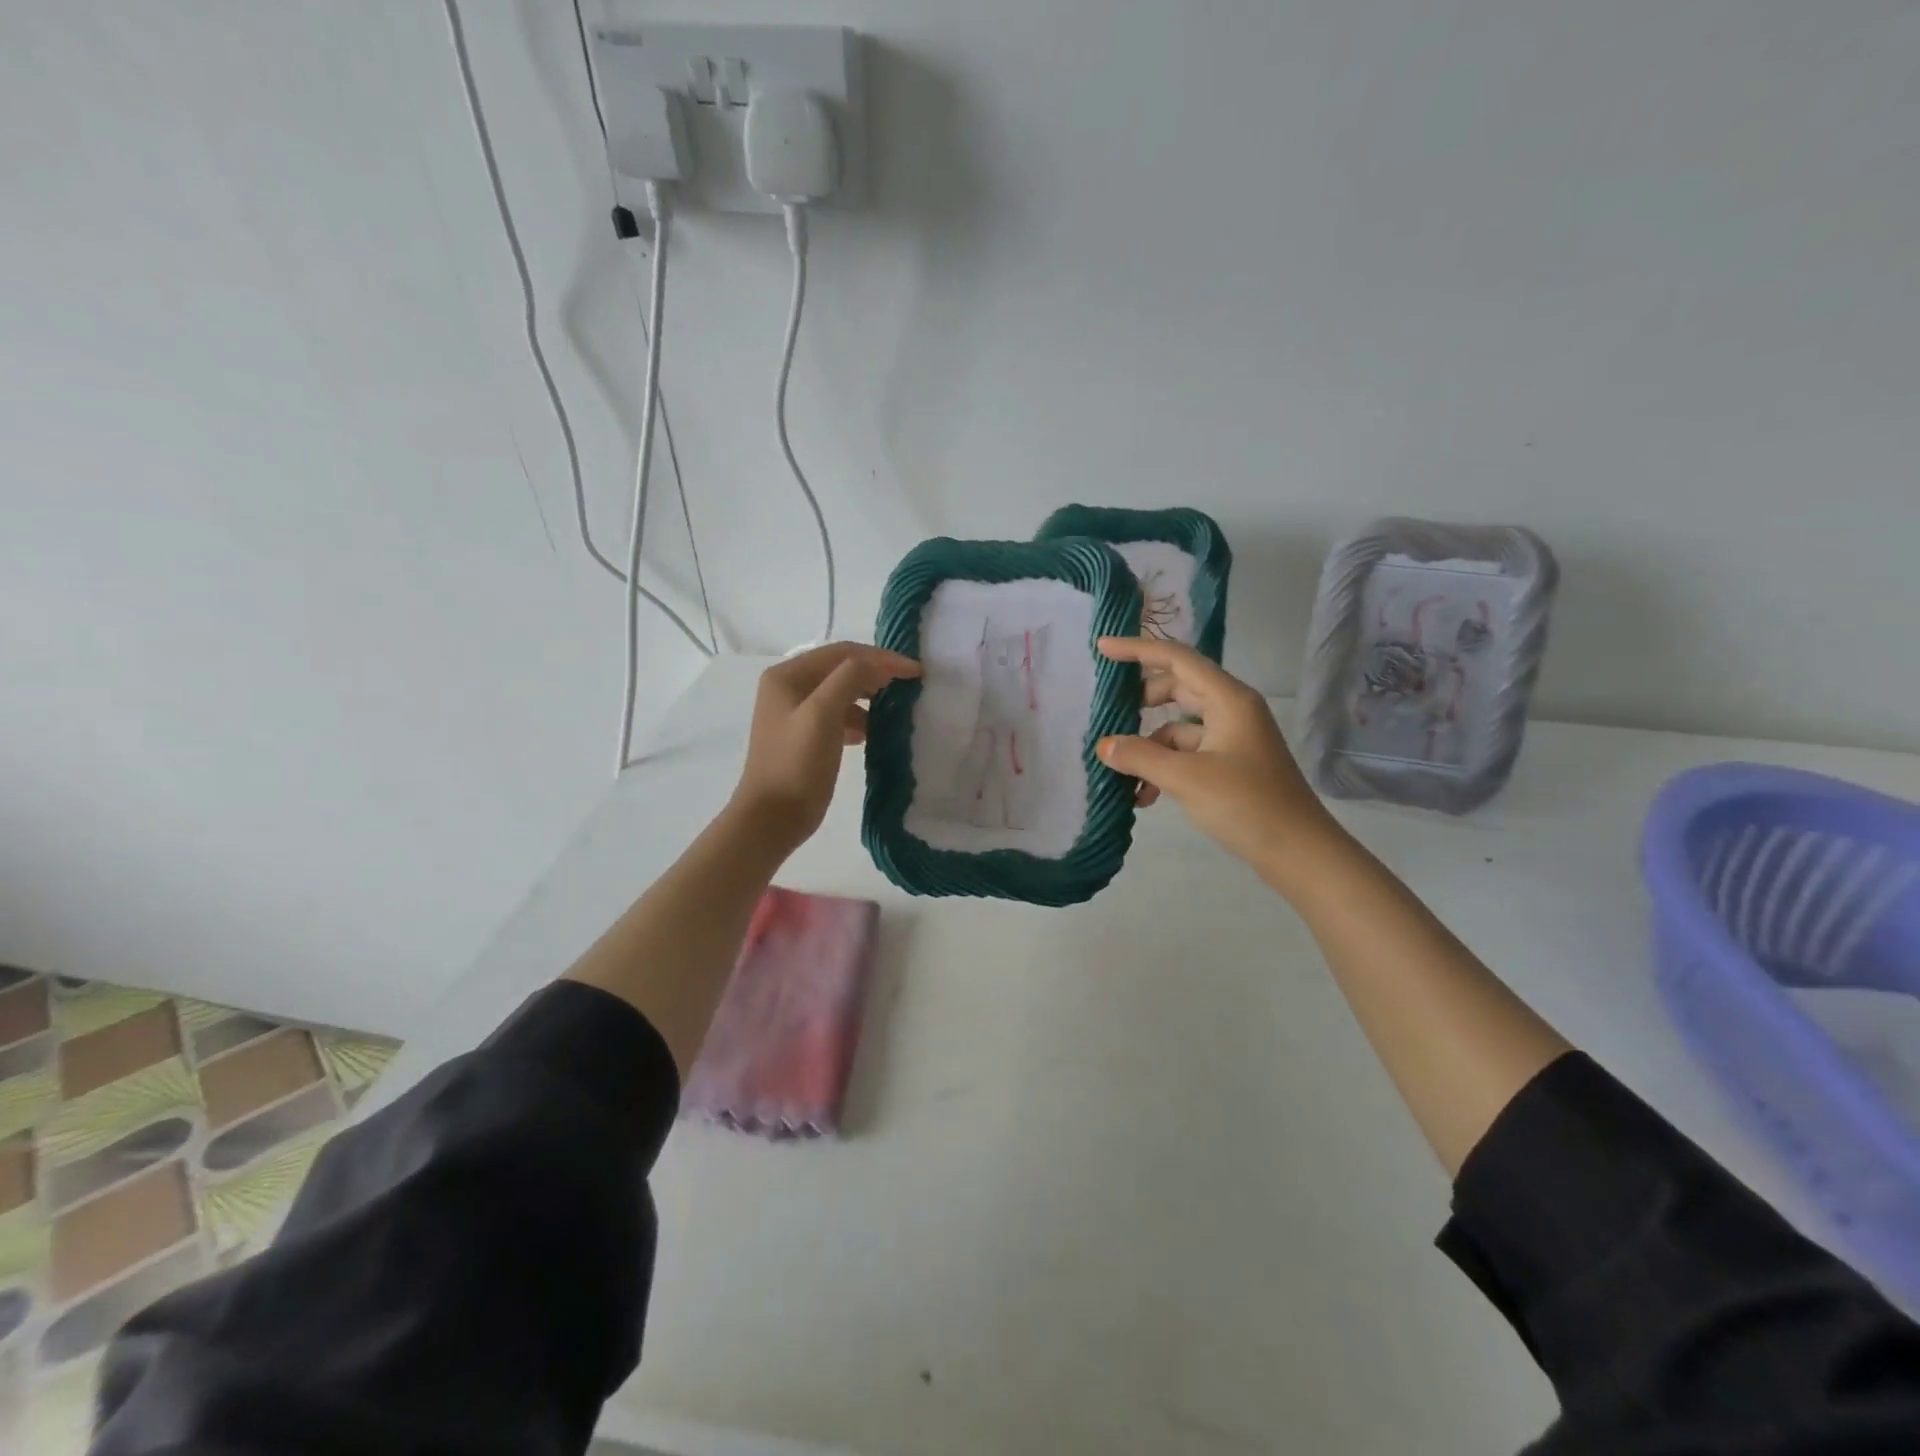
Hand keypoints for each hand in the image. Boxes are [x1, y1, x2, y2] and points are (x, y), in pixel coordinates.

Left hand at [730, 643, 920, 853]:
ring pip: (842, 693)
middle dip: (877, 674)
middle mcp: (788, 687)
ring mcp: (795, 713)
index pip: (842, 652)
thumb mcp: (823, 713)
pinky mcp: (805, 737)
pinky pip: (838, 717)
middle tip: (911, 687)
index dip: (881, 657)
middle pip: (841, 669)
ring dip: (870, 697)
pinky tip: (873, 734)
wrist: (772, 818)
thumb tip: (882, 664)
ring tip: (896, 710)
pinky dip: (859, 719)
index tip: (916, 672)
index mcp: (787, 675)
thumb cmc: (796, 763)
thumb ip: (851, 678)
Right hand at [1096, 637, 1347, 888]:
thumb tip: (1104, 746)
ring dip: (1149, 745)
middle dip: (1141, 700)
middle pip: (1177, 687)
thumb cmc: (1246, 804)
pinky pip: (1188, 752)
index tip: (1102, 648)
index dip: (1137, 650)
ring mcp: (1232, 737)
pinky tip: (1145, 797)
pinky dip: (1164, 767)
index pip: (1176, 659)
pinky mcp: (1231, 763)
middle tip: (1109, 711)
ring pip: (1179, 725)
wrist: (1298, 852)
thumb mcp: (1186, 778)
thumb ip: (1140, 756)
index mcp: (1228, 699)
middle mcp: (1231, 709)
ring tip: (1121, 772)